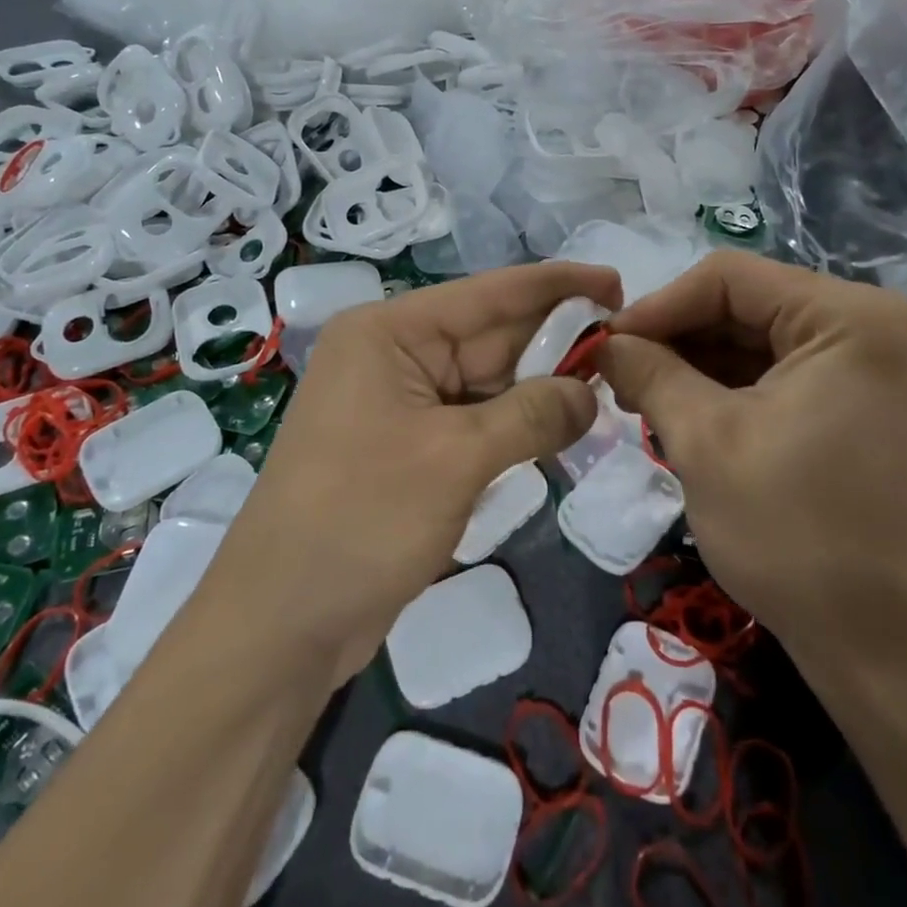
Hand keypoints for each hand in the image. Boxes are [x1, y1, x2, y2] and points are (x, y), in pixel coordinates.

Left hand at [205, 261, 622, 686]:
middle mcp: (392, 355)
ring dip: (539, 387)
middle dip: (554, 341)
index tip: (617, 282)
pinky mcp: (406, 446)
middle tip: (626, 346)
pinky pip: (472, 419)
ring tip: (606, 385)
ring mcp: (397, 403)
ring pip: (486, 381)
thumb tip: (589, 394)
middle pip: (489, 336)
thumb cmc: (362, 521)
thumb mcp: (456, 459)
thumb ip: (531, 415)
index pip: (488, 293)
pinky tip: (560, 426)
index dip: (557, 285)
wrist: (280, 625)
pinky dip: (514, 423)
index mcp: (390, 333)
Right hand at [598, 250, 906, 667]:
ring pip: (758, 336)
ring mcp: (871, 364)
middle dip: (676, 336)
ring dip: (696, 361)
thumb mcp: (704, 441)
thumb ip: (648, 373)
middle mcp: (871, 324)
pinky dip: (728, 384)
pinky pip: (780, 369)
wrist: (882, 645)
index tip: (606, 343)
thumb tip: (603, 342)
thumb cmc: (794, 534)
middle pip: (746, 303)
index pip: (730, 278)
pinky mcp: (861, 400)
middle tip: (616, 371)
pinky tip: (681, 407)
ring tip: (639, 393)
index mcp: (850, 317)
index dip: (658, 305)